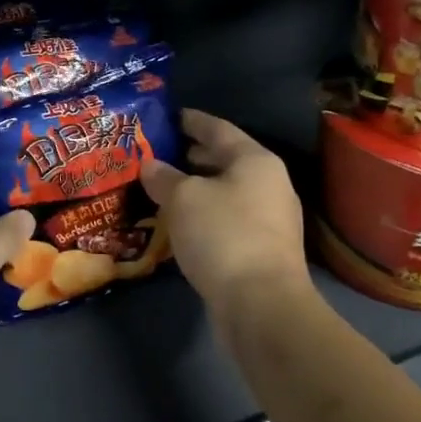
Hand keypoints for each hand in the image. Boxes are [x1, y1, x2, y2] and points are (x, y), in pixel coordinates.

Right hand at [141, 109, 310, 312]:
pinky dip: (204, 214)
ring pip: (225, 192)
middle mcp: (268, 184)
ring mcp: (270, 219)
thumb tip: (150, 165)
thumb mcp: (183, 199)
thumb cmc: (222, 235)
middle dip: (190, 156)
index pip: (217, 128)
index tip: (166, 116)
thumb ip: (163, 177)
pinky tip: (180, 223)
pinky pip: (227, 219)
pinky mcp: (263, 250)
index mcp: (255, 160)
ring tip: (162, 187)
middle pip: (225, 160)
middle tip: (157, 153)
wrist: (261, 304)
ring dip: (196, 188)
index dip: (190, 120)